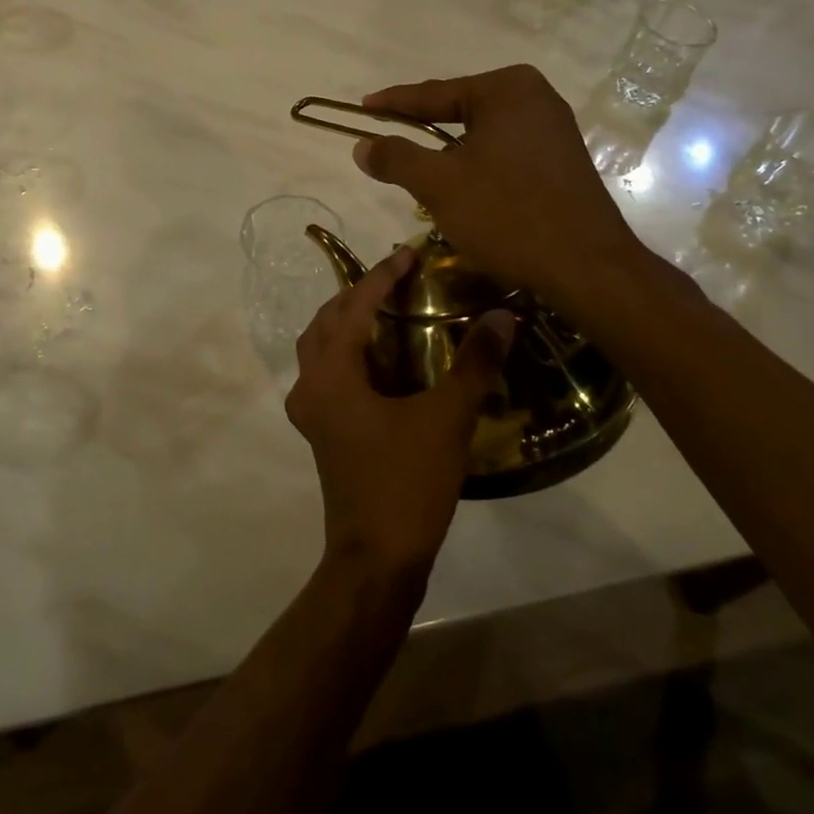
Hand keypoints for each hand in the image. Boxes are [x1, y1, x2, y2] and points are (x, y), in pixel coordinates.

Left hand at [285, 247, 514, 579]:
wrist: (376, 559)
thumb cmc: (406, 482)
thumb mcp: (447, 419)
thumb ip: (475, 364)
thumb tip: (503, 315)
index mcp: (332, 374)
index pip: (354, 307)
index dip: (381, 276)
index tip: (409, 253)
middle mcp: (310, 386)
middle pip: (326, 322)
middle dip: (357, 294)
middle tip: (396, 279)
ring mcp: (310, 413)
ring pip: (320, 349)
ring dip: (347, 323)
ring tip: (385, 310)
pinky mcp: (321, 433)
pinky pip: (327, 375)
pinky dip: (348, 354)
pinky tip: (379, 362)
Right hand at [352, 65, 646, 311]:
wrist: (586, 266)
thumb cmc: (507, 214)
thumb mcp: (439, 184)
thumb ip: (396, 158)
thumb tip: (362, 145)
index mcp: (506, 89)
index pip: (434, 93)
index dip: (393, 103)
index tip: (362, 107)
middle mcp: (535, 97)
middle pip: (460, 110)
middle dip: (422, 128)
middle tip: (386, 139)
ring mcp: (554, 128)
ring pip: (482, 134)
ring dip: (450, 153)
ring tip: (418, 167)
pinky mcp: (562, 159)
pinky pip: (505, 152)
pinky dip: (477, 165)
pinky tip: (463, 187)